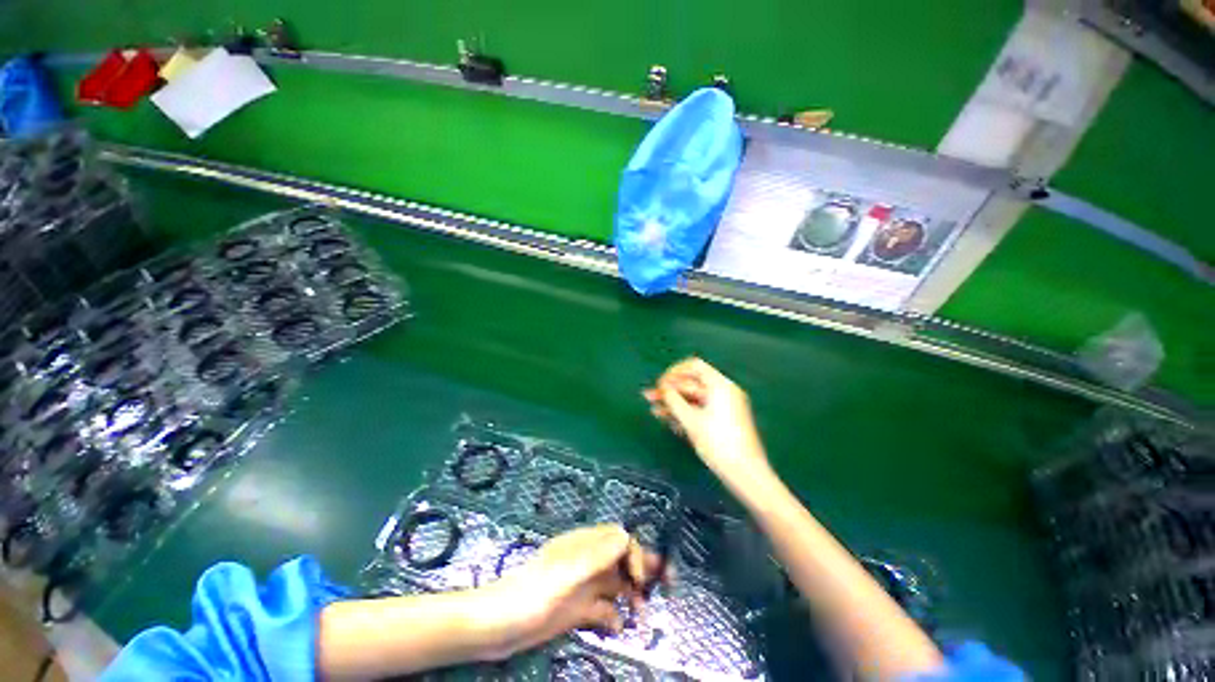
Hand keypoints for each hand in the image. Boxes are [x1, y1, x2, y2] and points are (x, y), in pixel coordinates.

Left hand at [483, 524, 666, 656]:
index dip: (634, 554)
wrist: (497, 626)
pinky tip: (617, 629)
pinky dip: (614, 616)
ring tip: (643, 618)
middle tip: (667, 589)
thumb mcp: (566, 574)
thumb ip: (596, 555)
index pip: (619, 538)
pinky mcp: (576, 609)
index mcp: (583, 546)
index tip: (639, 579)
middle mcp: (586, 562)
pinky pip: (604, 608)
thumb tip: (627, 535)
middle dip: (643, 571)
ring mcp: (582, 586)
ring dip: (632, 596)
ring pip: (616, 584)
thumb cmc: (531, 595)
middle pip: (622, 559)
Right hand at [644, 357, 770, 487]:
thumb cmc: (718, 442)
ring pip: (693, 399)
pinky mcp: (721, 421)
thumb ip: (674, 400)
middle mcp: (723, 392)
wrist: (745, 473)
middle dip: (670, 390)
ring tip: (654, 410)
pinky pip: (699, 410)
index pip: (694, 366)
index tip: (659, 383)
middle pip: (692, 383)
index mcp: (720, 385)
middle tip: (649, 397)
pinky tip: (669, 421)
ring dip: (674, 403)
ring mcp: (723, 407)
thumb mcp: (691, 420)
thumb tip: (662, 388)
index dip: (674, 371)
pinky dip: (684, 413)